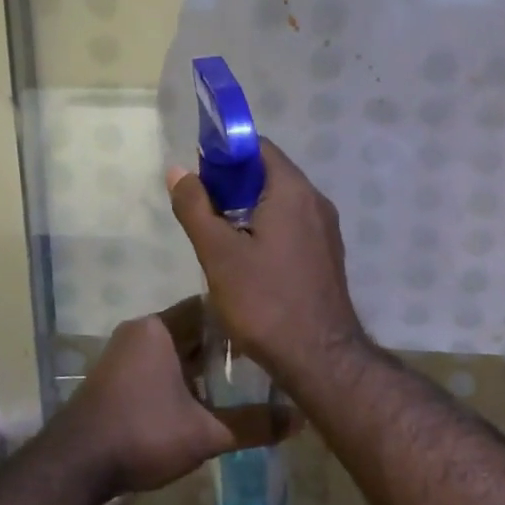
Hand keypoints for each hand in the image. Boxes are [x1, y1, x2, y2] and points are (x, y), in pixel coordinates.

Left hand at [50, 298, 296, 498]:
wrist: (73, 468)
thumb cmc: (142, 434)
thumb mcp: (204, 433)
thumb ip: (252, 424)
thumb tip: (299, 420)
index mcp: (159, 328)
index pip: (209, 308)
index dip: (240, 320)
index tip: (268, 334)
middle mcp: (139, 331)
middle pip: (192, 330)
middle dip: (223, 348)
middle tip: (261, 362)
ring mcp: (122, 354)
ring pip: (174, 350)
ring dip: (201, 366)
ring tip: (238, 382)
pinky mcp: (113, 377)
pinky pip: (157, 365)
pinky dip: (180, 377)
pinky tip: (202, 399)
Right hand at [167, 139, 371, 396]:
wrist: (319, 357)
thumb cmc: (265, 301)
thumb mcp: (218, 254)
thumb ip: (195, 207)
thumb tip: (178, 170)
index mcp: (293, 191)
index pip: (258, 147)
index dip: (225, 153)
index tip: (199, 173)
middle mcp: (316, 201)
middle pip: (270, 173)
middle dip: (233, 182)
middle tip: (202, 206)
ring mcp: (326, 229)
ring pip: (281, 202)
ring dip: (249, 207)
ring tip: (218, 233)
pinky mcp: (326, 254)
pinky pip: (293, 225)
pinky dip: (267, 227)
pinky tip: (246, 256)